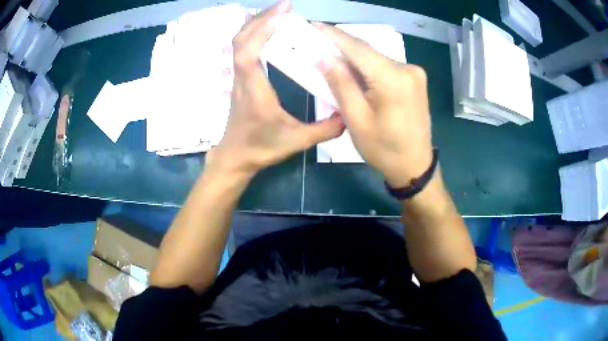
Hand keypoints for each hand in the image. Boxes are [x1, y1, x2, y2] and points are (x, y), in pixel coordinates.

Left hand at [206, 0, 344, 178]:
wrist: (235, 157)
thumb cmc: (262, 148)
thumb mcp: (297, 141)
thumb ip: (325, 129)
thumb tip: (348, 114)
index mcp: (254, 90)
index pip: (248, 51)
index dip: (262, 28)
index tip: (284, 12)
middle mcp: (242, 78)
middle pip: (240, 40)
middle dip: (261, 18)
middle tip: (285, 6)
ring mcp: (238, 78)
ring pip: (238, 43)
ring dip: (255, 23)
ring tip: (277, 13)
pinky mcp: (239, 79)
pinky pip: (240, 50)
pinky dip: (252, 34)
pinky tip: (265, 29)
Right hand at [315, 23, 433, 187]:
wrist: (415, 166)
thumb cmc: (383, 149)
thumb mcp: (356, 119)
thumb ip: (340, 84)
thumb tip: (323, 57)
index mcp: (393, 79)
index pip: (357, 48)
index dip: (333, 35)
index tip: (313, 25)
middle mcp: (407, 69)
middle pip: (367, 52)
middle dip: (341, 48)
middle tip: (317, 45)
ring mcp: (414, 73)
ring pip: (376, 58)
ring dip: (354, 59)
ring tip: (332, 61)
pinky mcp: (415, 79)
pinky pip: (385, 66)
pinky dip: (368, 68)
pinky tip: (355, 74)